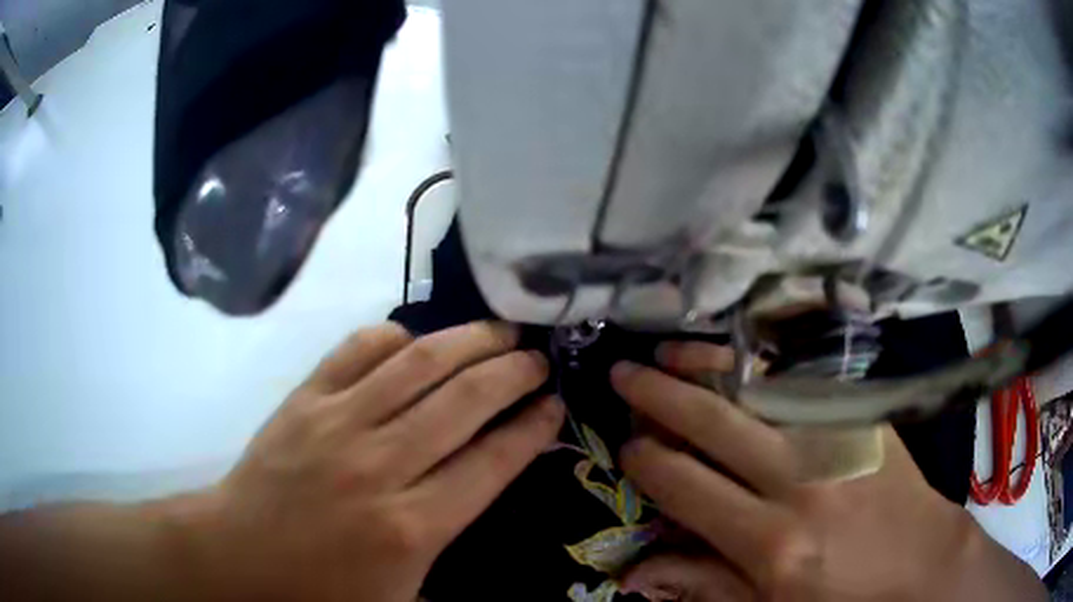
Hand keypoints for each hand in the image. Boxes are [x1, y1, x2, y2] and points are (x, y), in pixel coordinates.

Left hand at [184, 322, 563, 600]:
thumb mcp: (403, 598)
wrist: (240, 556)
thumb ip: (452, 553)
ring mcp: (337, 423)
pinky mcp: (303, 400)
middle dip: (513, 372)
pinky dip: (392, 335)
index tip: (555, 404)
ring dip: (468, 341)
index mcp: (412, 527)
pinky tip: (413, 339)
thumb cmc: (322, 590)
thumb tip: (489, 493)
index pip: (492, 461)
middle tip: (537, 358)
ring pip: (417, 364)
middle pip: (464, 401)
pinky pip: (356, 349)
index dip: (532, 426)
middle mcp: (380, 466)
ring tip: (499, 331)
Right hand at [611, 342, 1044, 601]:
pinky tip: (733, 359)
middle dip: (657, 397)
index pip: (687, 487)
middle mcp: (799, 482)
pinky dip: (758, 367)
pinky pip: (799, 381)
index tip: (627, 448)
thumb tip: (633, 573)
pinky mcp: (860, 417)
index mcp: (771, 541)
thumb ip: (702, 585)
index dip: (648, 463)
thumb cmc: (841, 597)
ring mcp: (835, 439)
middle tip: (621, 374)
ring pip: (755, 389)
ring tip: (664, 352)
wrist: (920, 560)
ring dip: (703, 367)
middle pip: (713, 425)